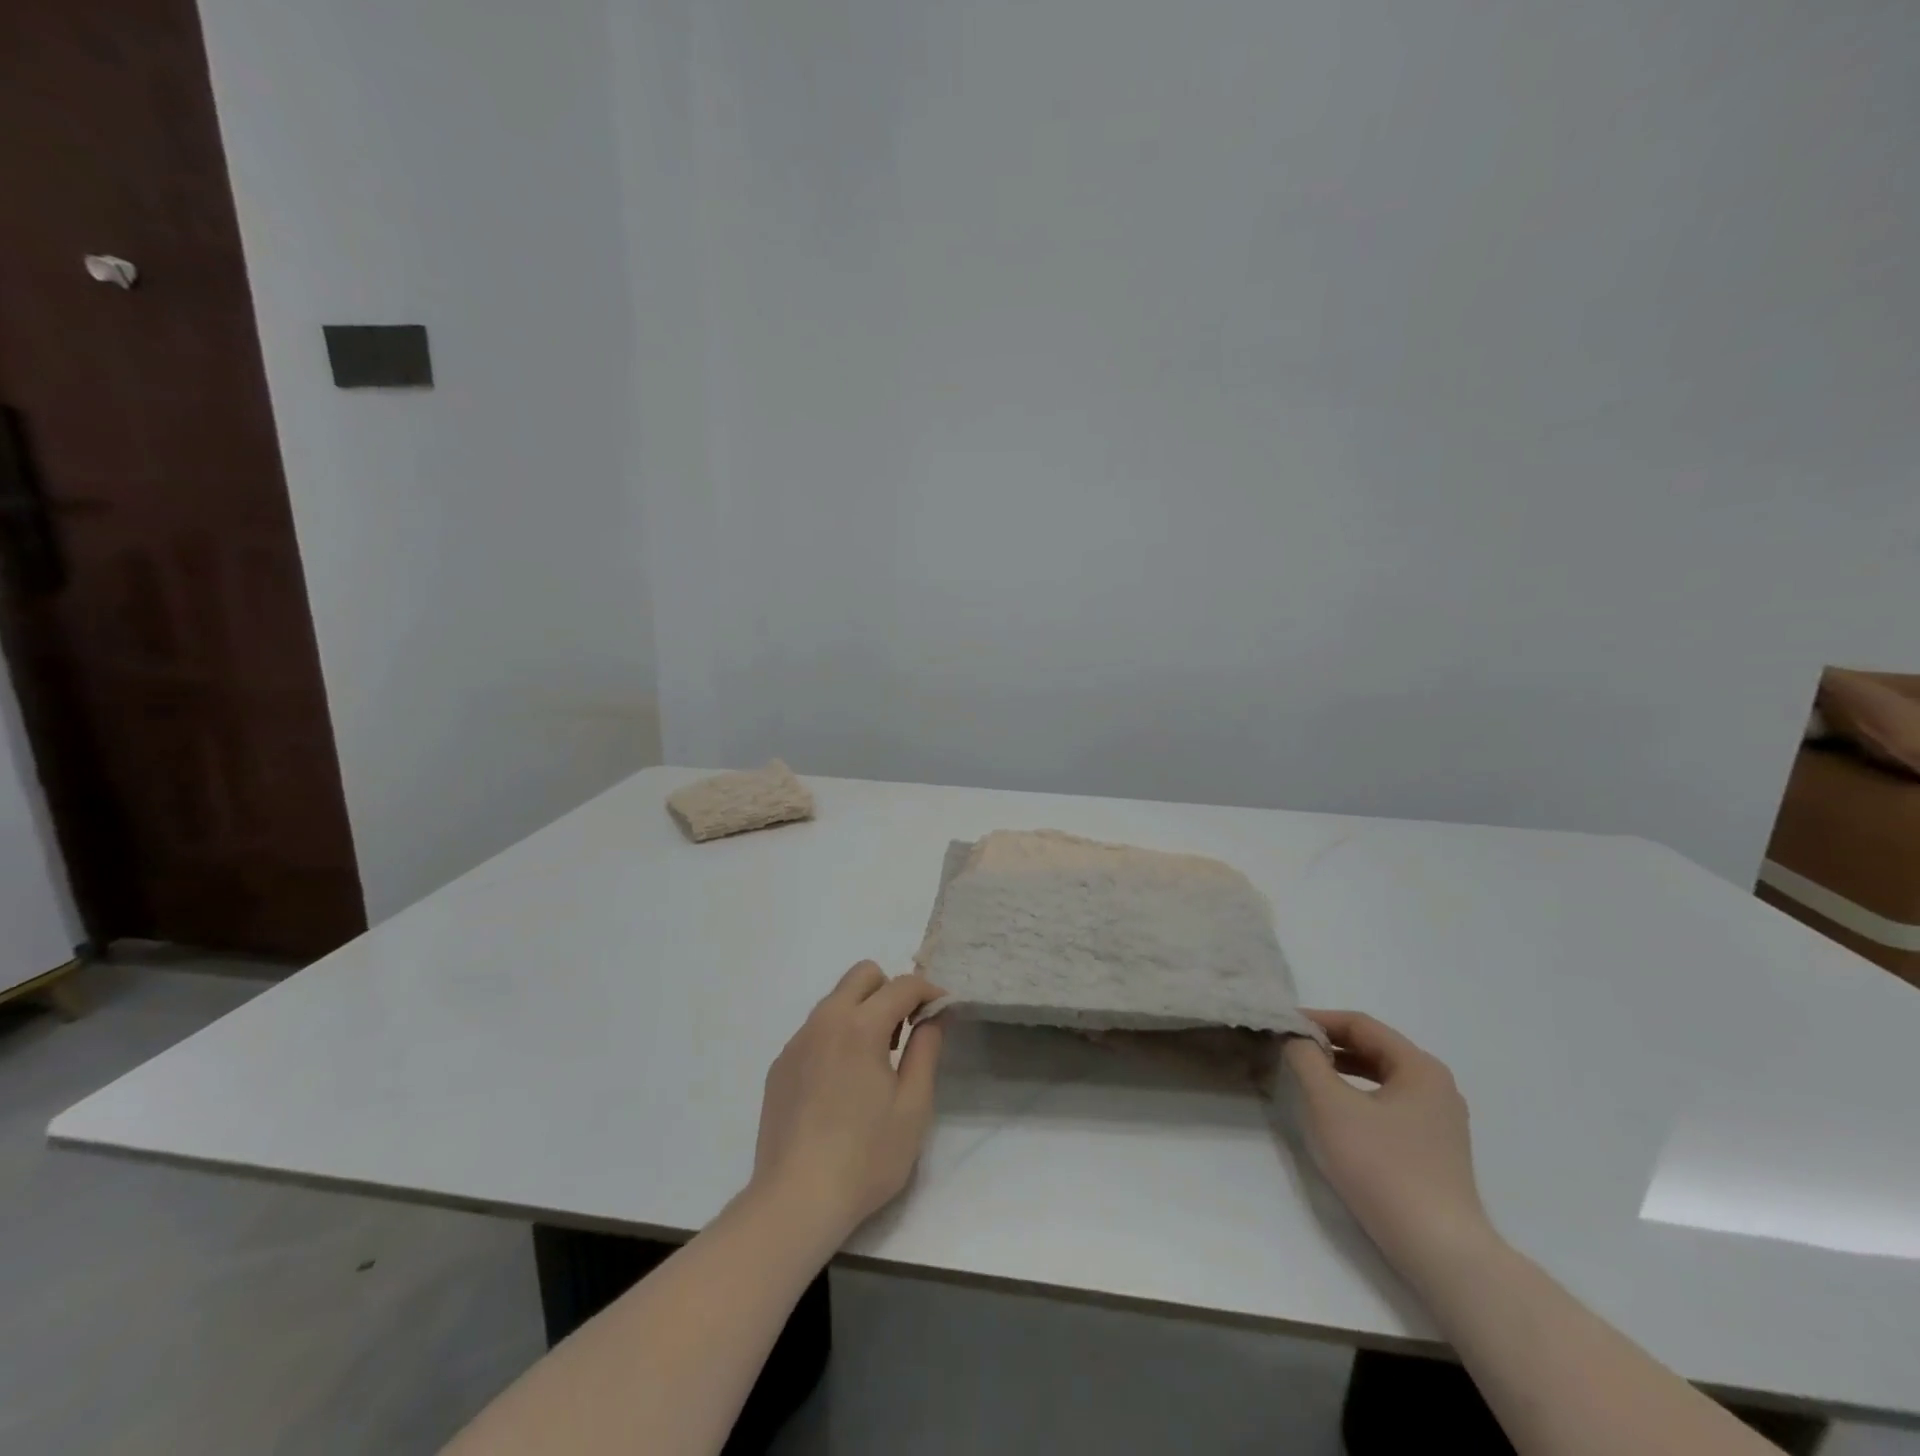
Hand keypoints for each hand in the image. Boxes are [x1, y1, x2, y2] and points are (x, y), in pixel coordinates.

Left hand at [751, 961, 945, 1245]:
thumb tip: (932, 1017)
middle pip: (863, 975)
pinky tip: (841, 1084)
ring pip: (836, 1000)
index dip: (929, 992)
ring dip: (862, 1011)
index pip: (902, 985)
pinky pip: (815, 1030)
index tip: (944, 1012)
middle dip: (891, 990)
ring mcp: (797, 1042)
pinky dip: (837, 1036)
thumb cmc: (865, 1157)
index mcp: (861, 1026)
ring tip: (875, 1062)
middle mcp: (825, 1021)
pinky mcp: (780, 1065)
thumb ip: (926, 1050)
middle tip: (904, 1032)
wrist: (795, 1201)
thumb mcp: (913, 1107)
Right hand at [1282, 1010, 1494, 1280]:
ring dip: (1341, 1070)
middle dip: (1329, 1044)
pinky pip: (1389, 1104)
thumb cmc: (1381, 1166)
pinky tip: (1337, 1113)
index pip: (1360, 1024)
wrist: (1439, 1250)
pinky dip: (1358, 1096)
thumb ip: (1306, 1060)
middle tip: (1289, 1047)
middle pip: (1373, 1048)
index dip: (1317, 1020)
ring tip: (1307, 1076)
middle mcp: (1436, 1085)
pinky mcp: (1436, 1149)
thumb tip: (1296, 1038)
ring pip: (1381, 1077)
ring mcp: (1440, 1120)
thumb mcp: (1330, 1105)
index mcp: (1419, 1066)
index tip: (1282, 1024)